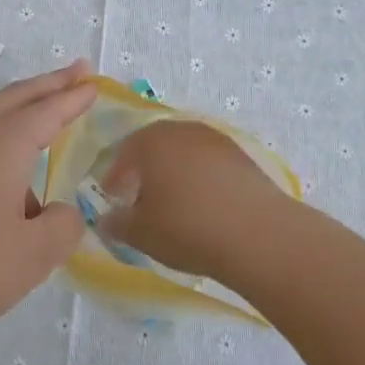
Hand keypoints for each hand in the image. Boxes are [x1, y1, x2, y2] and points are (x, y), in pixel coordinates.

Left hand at [0, 61, 96, 342]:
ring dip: (20, 113)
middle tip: (75, 72)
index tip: (93, 82)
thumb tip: (60, 213)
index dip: (73, 97)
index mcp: (3, 146)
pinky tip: (3, 186)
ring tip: (44, 132)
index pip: (47, 111)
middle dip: (47, 84)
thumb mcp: (33, 254)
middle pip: (14, 99)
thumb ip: (62, 227)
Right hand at [98, 119, 291, 282]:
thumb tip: (107, 219)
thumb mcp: (140, 233)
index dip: (115, 177)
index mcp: (151, 141)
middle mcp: (183, 130)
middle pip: (156, 147)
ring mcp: (216, 140)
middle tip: (140, 200)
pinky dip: (201, 180)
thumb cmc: (186, 227)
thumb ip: (117, 223)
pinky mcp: (243, 156)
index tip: (112, 198)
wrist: (257, 234)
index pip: (124, 153)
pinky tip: (204, 205)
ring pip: (185, 154)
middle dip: (145, 172)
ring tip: (174, 205)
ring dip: (175, 174)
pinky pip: (211, 165)